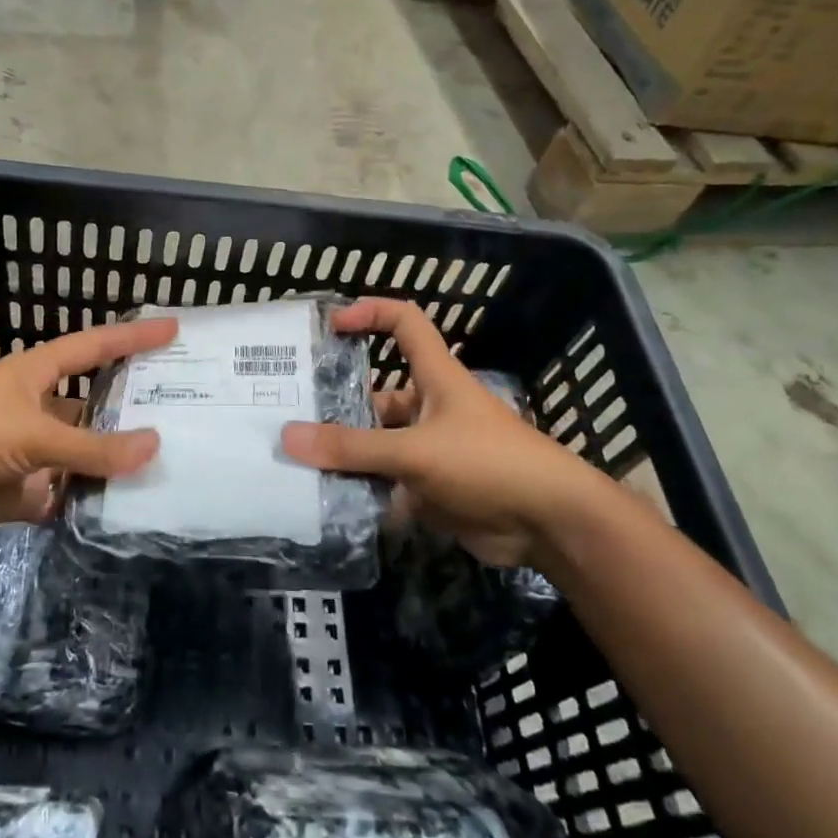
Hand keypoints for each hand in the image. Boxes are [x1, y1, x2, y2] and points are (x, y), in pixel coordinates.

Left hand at [0, 317, 176, 545]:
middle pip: (93, 404)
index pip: (94, 346)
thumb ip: (93, 448)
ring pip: (82, 454)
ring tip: (163, 465)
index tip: (172, 328)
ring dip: (112, 461)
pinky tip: (121, 508)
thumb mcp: (35, 433)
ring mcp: (28, 450)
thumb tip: (154, 446)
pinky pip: (63, 494)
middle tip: (179, 410)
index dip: (132, 335)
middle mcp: (37, 407)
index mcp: (36, 374)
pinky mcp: (19, 489)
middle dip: (130, 407)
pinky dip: (87, 501)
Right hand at [280, 299, 610, 565]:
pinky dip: (360, 490)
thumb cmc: (488, 463)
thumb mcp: (416, 451)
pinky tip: (323, 501)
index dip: (370, 313)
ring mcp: (430, 450)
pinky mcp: (431, 488)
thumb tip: (288, 437)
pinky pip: (385, 483)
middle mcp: (429, 408)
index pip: (405, 323)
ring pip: (377, 445)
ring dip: (345, 454)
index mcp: (435, 377)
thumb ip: (353, 448)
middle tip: (289, 415)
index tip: (331, 326)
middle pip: (376, 395)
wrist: (549, 524)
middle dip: (337, 406)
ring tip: (296, 462)